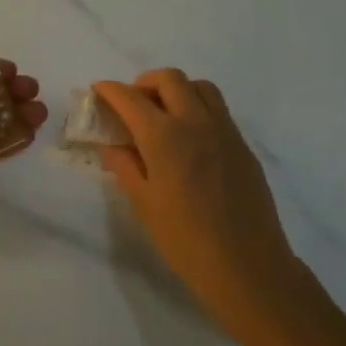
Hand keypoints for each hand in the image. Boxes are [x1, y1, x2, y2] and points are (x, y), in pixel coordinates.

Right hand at [93, 70, 307, 340]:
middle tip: (132, 103)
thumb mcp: (144, 204)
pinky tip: (190, 138)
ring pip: (200, 87)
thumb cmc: (185, 240)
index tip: (99, 90)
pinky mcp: (243, 145)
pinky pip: (218, 110)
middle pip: (169, 79)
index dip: (110, 90)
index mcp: (164, 137)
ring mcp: (224, 131)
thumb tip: (113, 146)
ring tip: (164, 113)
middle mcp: (195, 122)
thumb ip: (125, 166)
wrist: (247, 266)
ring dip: (177, 89)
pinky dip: (198, 107)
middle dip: (144, 82)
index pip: (130, 98)